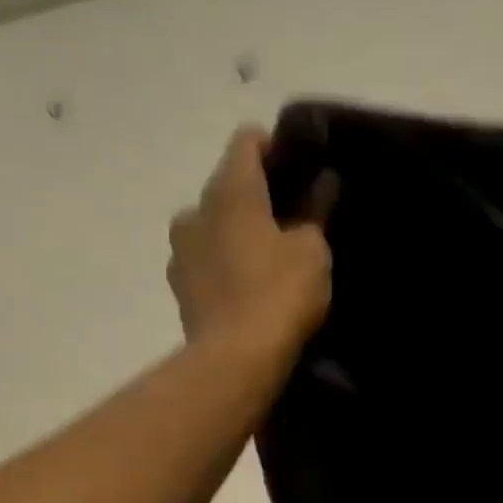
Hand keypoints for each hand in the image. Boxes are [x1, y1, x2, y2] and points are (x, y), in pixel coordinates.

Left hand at [167, 126, 335, 364]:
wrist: (235, 361)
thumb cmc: (279, 294)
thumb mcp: (313, 252)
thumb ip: (316, 212)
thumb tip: (322, 183)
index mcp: (229, 189)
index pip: (247, 142)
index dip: (274, 147)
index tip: (300, 167)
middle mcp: (195, 209)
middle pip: (228, 186)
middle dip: (257, 198)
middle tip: (291, 220)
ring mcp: (180, 251)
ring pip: (213, 227)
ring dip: (237, 234)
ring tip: (268, 259)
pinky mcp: (180, 290)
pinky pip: (206, 263)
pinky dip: (226, 266)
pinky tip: (248, 288)